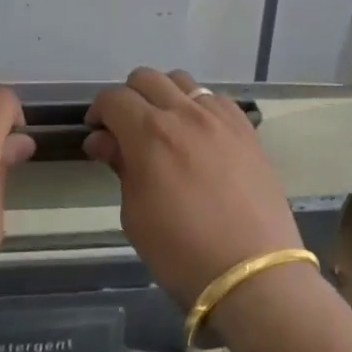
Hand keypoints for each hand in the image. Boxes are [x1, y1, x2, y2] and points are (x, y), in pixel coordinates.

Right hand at [84, 68, 300, 309]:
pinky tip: (199, 134)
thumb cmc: (183, 253)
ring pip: (181, 80)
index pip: (114, 98)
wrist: (253, 274)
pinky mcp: (245, 126)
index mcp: (149, 133)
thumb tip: (103, 140)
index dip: (99, 111)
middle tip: (127, 129)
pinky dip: (197, 106)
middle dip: (128, 97)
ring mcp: (218, 116)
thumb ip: (120, 167)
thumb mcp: (135, 216)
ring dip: (163, 95)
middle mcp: (183, 112)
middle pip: (146, 78)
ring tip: (164, 127)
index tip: (97, 133)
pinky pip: (213, 98)